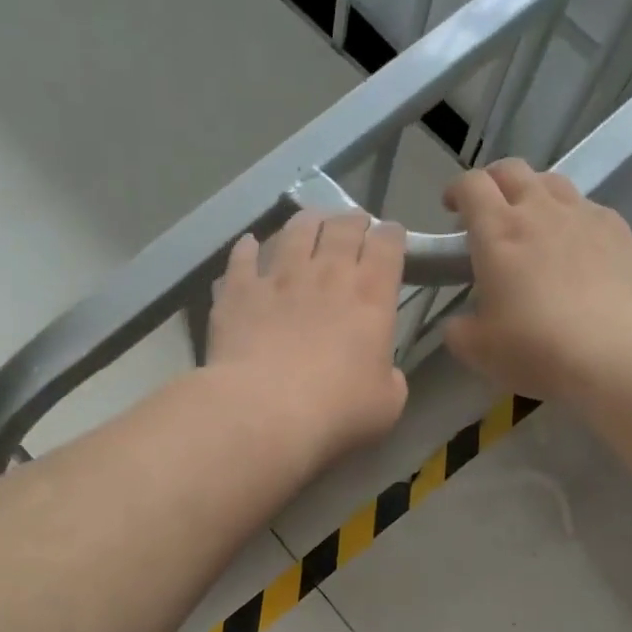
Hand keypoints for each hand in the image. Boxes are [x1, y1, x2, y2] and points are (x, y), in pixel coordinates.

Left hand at [207, 210, 408, 466]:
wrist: (265, 411)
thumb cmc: (337, 410)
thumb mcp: (387, 403)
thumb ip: (390, 378)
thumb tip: (382, 371)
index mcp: (371, 295)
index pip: (388, 244)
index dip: (392, 236)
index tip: (391, 238)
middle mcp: (327, 273)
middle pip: (343, 227)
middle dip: (353, 220)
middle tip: (354, 224)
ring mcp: (279, 277)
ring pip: (295, 230)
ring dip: (307, 222)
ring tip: (310, 222)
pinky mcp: (239, 290)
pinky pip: (243, 257)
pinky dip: (248, 248)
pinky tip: (249, 245)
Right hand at [442, 159, 631, 401]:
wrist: (614, 353)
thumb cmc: (535, 348)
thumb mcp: (477, 349)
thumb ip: (458, 329)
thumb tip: (458, 323)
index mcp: (497, 231)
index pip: (471, 185)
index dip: (456, 190)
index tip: (451, 208)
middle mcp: (540, 210)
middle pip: (513, 170)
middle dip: (494, 182)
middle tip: (489, 210)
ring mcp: (585, 216)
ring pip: (554, 183)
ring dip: (535, 194)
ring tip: (534, 224)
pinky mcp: (620, 232)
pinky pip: (590, 210)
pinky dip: (574, 220)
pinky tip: (577, 249)